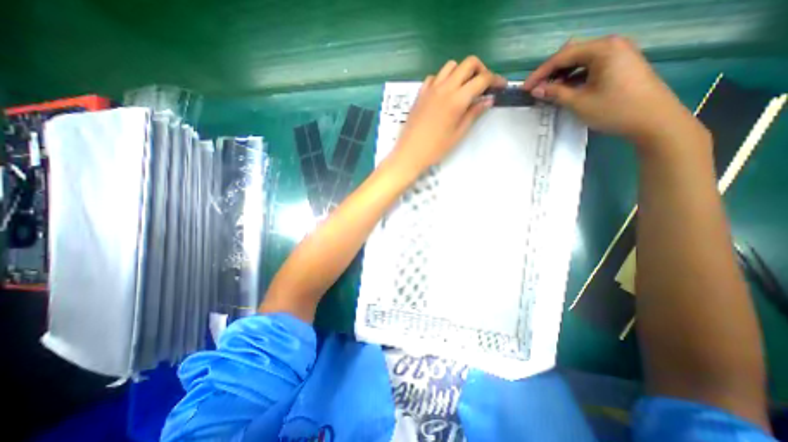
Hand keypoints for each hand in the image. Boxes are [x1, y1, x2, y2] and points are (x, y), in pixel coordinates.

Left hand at [392, 57, 507, 174]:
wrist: (410, 153)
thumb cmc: (436, 148)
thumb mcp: (458, 133)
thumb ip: (473, 113)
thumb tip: (488, 99)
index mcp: (457, 99)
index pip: (482, 79)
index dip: (495, 80)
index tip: (500, 87)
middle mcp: (445, 87)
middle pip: (468, 63)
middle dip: (480, 70)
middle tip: (483, 86)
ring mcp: (430, 88)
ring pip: (450, 66)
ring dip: (461, 72)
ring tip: (463, 88)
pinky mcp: (420, 93)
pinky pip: (434, 77)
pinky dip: (443, 79)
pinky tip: (444, 92)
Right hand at [522, 36, 707, 145]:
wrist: (653, 120)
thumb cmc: (614, 109)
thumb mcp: (579, 102)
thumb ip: (555, 93)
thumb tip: (535, 90)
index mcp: (603, 49)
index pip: (562, 56)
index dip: (540, 73)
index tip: (524, 88)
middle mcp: (611, 45)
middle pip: (572, 54)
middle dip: (551, 72)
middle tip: (536, 89)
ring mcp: (618, 54)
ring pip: (580, 60)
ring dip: (562, 75)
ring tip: (548, 91)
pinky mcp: (620, 65)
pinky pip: (590, 66)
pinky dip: (575, 77)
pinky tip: (566, 90)